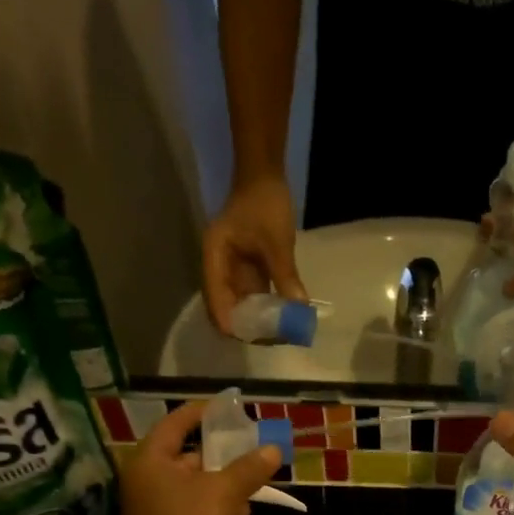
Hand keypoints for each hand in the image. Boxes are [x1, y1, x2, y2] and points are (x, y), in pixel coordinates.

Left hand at [111, 400, 281, 514]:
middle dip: (225, 452)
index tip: (232, 407)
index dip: (204, 412)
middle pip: (192, 455)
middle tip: (256, 444)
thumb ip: (249, 469)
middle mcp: (153, 480)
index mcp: (153, 460)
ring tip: (258, 478)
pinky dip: (222, 508)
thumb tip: (273, 450)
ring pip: (201, 485)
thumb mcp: (224, 492)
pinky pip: (202, 510)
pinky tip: (244, 513)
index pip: (177, 422)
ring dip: (228, 483)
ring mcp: (163, 508)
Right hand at [202, 176, 305, 335]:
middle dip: (250, 327)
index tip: (256, 338)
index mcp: (214, 260)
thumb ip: (285, 277)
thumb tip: (299, 311)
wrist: (265, 176)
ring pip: (244, 305)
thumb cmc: (265, 204)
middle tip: (276, 338)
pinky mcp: (249, 271)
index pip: (216, 302)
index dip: (232, 324)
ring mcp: (234, 271)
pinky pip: (257, 296)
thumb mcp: (276, 242)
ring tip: (284, 332)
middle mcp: (220, 270)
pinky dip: (270, 307)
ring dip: (261, 320)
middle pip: (228, 309)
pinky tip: (287, 317)